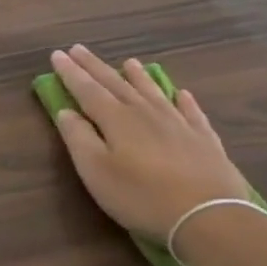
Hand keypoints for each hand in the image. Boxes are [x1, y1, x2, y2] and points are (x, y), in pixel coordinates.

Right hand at [48, 46, 249, 240]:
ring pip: (153, 92)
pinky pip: (191, 112)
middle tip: (79, 48)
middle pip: (116, 84)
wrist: (209, 217)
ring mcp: (178, 124)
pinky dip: (184, 100)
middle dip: (95, 66)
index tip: (57, 54)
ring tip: (129, 61)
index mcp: (116, 119)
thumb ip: (78, 138)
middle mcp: (145, 113)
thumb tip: (66, 111)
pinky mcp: (204, 141)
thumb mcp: (96, 171)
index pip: (87, 89)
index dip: (70, 72)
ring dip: (139, 76)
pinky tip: (182, 93)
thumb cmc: (142, 196)